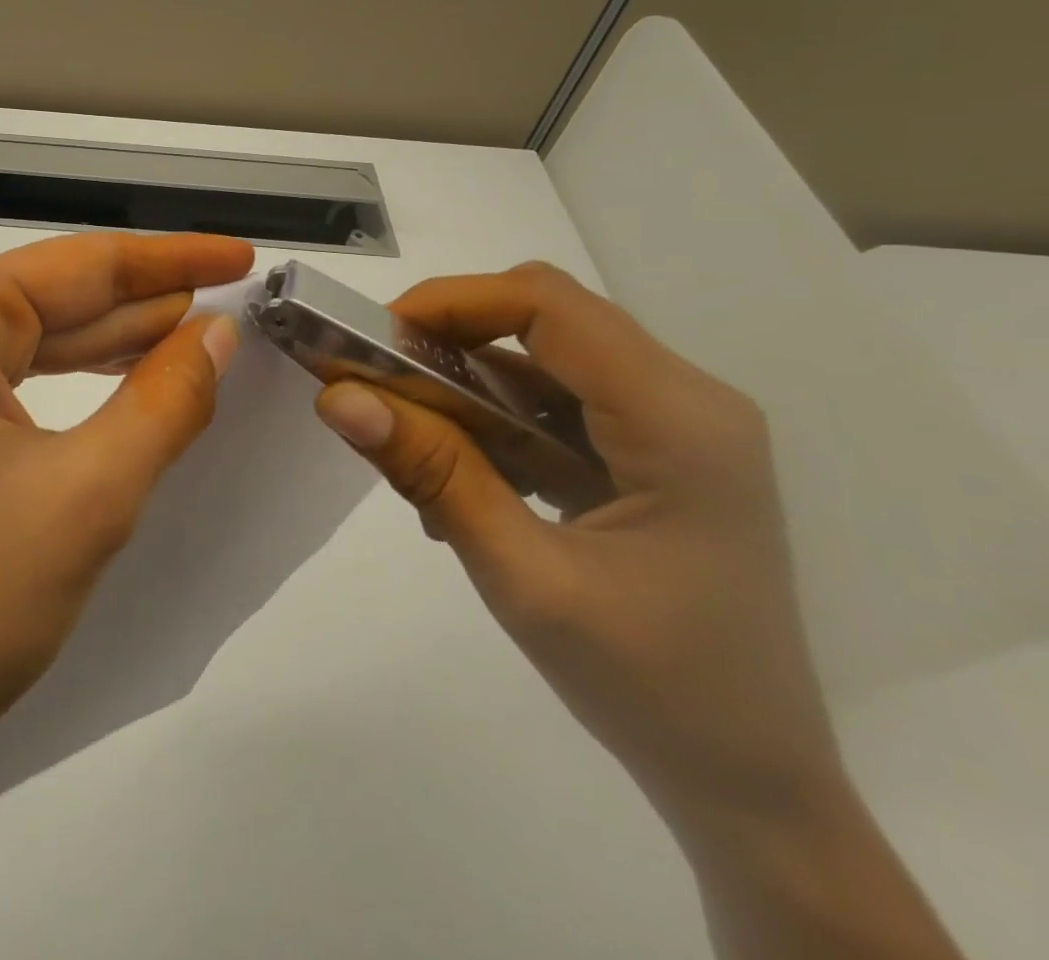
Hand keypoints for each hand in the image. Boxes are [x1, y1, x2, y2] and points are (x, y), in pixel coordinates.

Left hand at [0, 232, 250, 958]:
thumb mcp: (87, 494)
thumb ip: (165, 399)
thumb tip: (221, 330)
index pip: (81, 264)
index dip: (173, 259)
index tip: (245, 252)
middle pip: (60, 297)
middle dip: (151, 301)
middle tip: (242, 294)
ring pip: (43, 341)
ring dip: (122, 342)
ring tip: (206, 330)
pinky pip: (20, 382)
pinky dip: (82, 383)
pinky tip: (137, 380)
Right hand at [315, 263, 960, 958]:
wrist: (754, 790)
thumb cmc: (653, 688)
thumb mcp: (524, 578)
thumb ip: (431, 473)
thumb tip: (338, 396)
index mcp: (678, 419)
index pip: (547, 303)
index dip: (450, 302)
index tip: (373, 341)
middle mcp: (684, 401)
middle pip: (542, 321)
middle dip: (446, 340)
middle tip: (375, 386)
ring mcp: (671, 428)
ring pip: (538, 363)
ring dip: (461, 389)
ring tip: (405, 446)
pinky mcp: (650, 456)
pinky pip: (551, 408)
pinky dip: (488, 426)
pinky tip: (454, 481)